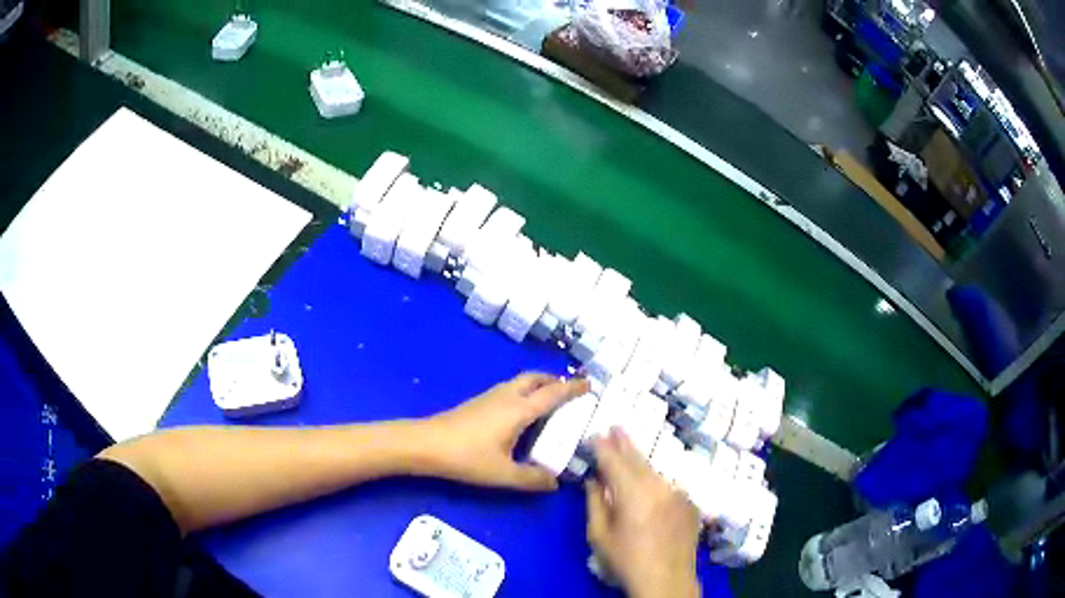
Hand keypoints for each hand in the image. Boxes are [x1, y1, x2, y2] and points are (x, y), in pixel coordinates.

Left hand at [423, 373, 589, 491]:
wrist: (426, 444)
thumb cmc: (467, 457)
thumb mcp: (503, 473)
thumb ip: (532, 478)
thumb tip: (554, 482)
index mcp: (519, 409)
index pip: (554, 393)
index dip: (573, 388)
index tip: (590, 384)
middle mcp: (507, 396)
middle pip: (536, 378)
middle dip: (555, 380)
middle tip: (569, 392)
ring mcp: (490, 397)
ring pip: (521, 382)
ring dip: (538, 385)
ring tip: (549, 403)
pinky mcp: (478, 403)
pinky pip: (510, 390)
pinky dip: (525, 393)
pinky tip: (521, 414)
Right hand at [586, 428, 701, 597]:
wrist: (667, 580)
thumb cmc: (626, 561)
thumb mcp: (600, 536)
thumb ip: (595, 504)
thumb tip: (594, 481)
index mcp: (633, 494)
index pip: (614, 462)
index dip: (603, 447)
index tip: (594, 434)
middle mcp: (658, 486)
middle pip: (638, 459)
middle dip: (624, 443)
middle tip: (615, 426)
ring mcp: (678, 493)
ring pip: (654, 470)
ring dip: (640, 459)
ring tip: (629, 448)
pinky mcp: (689, 503)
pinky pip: (668, 484)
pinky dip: (655, 478)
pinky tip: (649, 480)